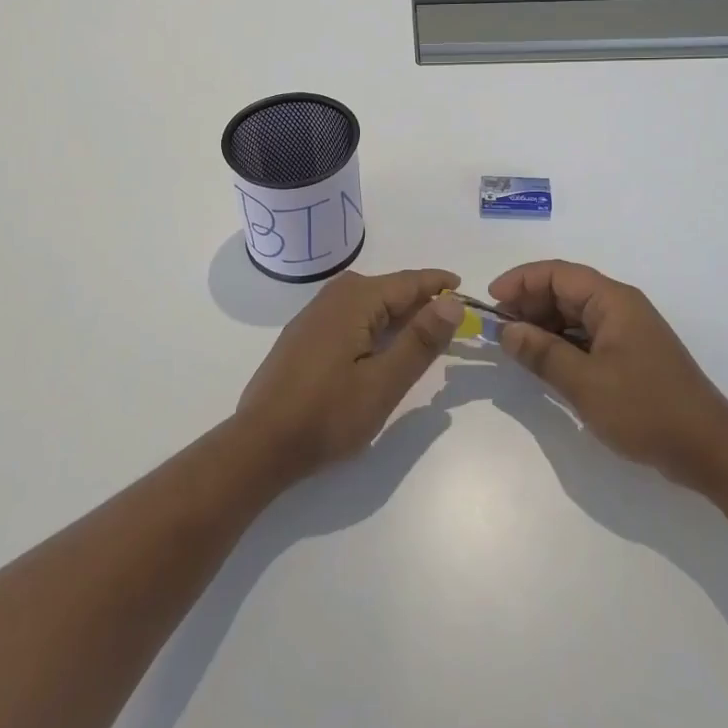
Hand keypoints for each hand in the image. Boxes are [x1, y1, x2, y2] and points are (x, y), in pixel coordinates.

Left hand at [237, 269, 463, 482]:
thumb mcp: (383, 383)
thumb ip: (420, 340)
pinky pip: (350, 316)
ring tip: (423, 331)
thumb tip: (452, 300)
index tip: (466, 288)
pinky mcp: (304, 336)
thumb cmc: (327, 415)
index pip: (407, 282)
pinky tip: (381, 346)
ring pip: (368, 303)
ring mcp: (314, 315)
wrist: (261, 445)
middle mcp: (333, 297)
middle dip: (419, 299)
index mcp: (354, 300)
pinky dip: (375, 324)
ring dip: (397, 313)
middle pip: (387, 289)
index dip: (438, 284)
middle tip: (451, 319)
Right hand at [490, 261, 727, 488]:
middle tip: (498, 330)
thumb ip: (542, 353)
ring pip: (574, 315)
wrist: (709, 450)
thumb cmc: (646, 409)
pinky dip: (561, 344)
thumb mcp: (585, 383)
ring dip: (543, 325)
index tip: (491, 301)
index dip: (521, 280)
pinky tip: (544, 363)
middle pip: (565, 290)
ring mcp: (626, 332)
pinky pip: (586, 337)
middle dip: (528, 304)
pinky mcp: (629, 356)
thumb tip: (506, 330)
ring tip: (515, 347)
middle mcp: (620, 307)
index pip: (557, 273)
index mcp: (613, 301)